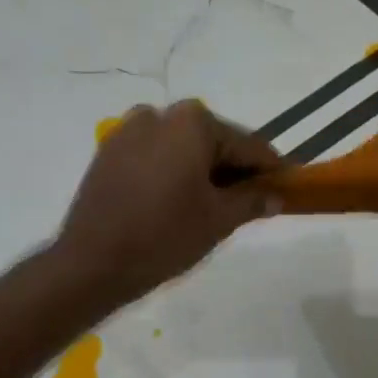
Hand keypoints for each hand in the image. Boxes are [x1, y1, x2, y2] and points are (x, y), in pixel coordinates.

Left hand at [54, 100, 280, 300]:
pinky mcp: (106, 154)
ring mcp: (127, 132)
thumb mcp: (218, 220)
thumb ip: (251, 201)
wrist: (92, 263)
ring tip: (209, 207)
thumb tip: (274, 195)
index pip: (246, 145)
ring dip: (199, 171)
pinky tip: (174, 203)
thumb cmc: (164, 236)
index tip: (285, 185)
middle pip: (211, 141)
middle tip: (248, 202)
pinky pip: (152, 158)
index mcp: (192, 122)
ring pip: (179, 149)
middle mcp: (158, 115)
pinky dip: (169, 174)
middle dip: (232, 169)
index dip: (269, 169)